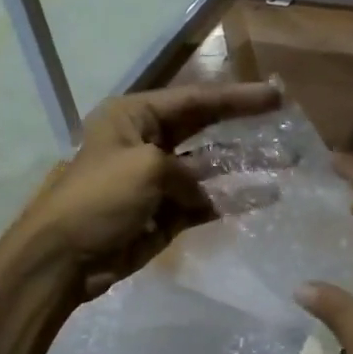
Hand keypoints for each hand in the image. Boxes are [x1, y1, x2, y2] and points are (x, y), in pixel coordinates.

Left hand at [14, 81, 280, 295]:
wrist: (66, 257)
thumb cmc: (99, 198)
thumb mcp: (146, 169)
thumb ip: (186, 172)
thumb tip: (200, 195)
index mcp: (134, 118)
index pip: (194, 100)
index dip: (236, 98)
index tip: (274, 95)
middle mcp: (148, 142)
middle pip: (206, 129)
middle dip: (244, 125)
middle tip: (285, 121)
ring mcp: (159, 180)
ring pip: (210, 168)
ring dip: (245, 165)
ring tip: (286, 161)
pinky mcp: (166, 214)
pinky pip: (205, 201)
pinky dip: (232, 200)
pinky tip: (265, 196)